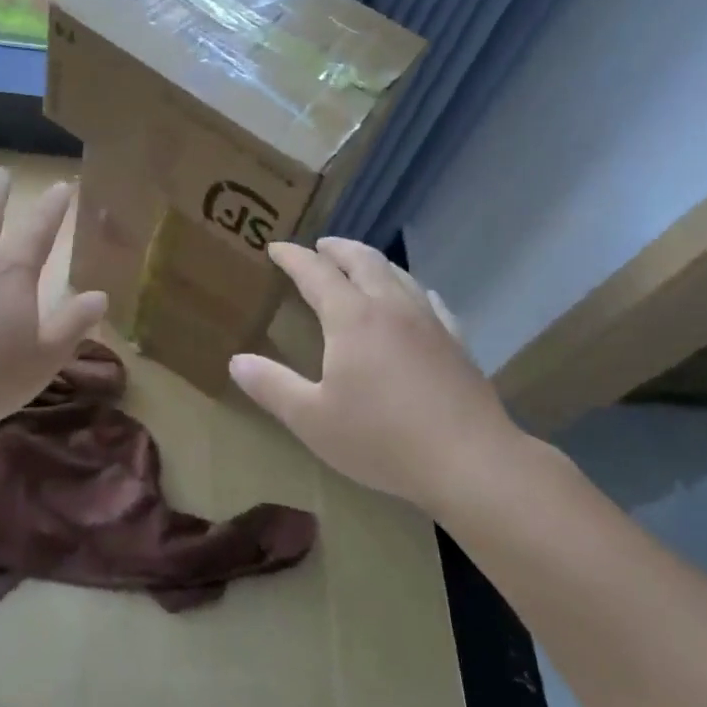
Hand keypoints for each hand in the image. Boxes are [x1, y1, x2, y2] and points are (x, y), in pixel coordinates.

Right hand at [229, 238, 522, 510]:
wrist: (470, 461)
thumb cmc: (382, 438)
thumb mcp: (312, 419)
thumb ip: (272, 386)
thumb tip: (236, 361)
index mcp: (351, 318)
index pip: (316, 273)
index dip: (293, 257)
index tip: (276, 248)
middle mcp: (390, 308)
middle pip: (363, 260)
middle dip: (337, 249)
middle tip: (321, 246)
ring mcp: (429, 322)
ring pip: (398, 275)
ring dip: (373, 262)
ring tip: (360, 265)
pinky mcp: (456, 343)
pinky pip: (430, 302)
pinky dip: (412, 289)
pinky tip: (416, 298)